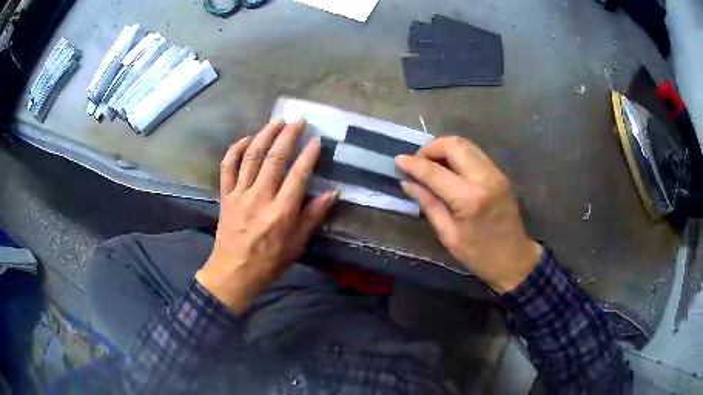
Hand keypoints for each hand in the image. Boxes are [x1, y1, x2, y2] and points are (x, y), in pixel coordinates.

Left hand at [196, 119, 337, 311]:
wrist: (234, 273)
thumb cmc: (269, 262)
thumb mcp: (296, 244)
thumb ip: (313, 216)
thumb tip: (333, 193)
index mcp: (281, 212)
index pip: (298, 175)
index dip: (309, 155)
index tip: (317, 139)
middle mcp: (260, 198)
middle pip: (275, 159)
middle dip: (288, 136)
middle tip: (298, 120)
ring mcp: (239, 194)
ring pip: (252, 157)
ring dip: (265, 135)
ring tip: (277, 121)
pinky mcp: (225, 196)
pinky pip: (227, 167)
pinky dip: (235, 150)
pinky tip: (246, 139)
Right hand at [396, 137, 541, 292]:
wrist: (514, 259)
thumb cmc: (479, 254)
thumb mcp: (448, 235)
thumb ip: (429, 204)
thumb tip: (409, 183)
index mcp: (470, 199)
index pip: (435, 171)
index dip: (414, 164)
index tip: (398, 160)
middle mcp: (485, 178)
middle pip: (453, 145)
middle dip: (430, 148)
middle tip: (417, 163)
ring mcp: (495, 173)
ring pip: (465, 144)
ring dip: (444, 148)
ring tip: (431, 165)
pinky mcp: (500, 174)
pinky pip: (474, 153)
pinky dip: (457, 154)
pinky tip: (448, 169)